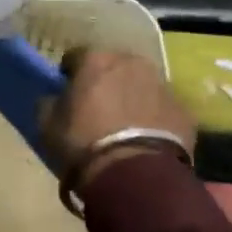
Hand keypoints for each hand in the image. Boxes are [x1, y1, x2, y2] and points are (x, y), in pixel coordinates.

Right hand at [42, 48, 196, 186]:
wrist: (135, 174)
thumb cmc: (84, 143)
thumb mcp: (48, 124)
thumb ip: (49, 103)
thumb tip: (53, 98)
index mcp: (95, 59)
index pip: (75, 57)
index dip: (69, 74)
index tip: (67, 93)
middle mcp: (131, 62)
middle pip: (113, 66)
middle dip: (105, 82)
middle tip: (97, 108)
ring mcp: (162, 84)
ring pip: (141, 85)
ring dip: (132, 97)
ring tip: (125, 126)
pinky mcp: (184, 110)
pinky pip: (162, 108)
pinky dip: (154, 118)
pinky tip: (146, 140)